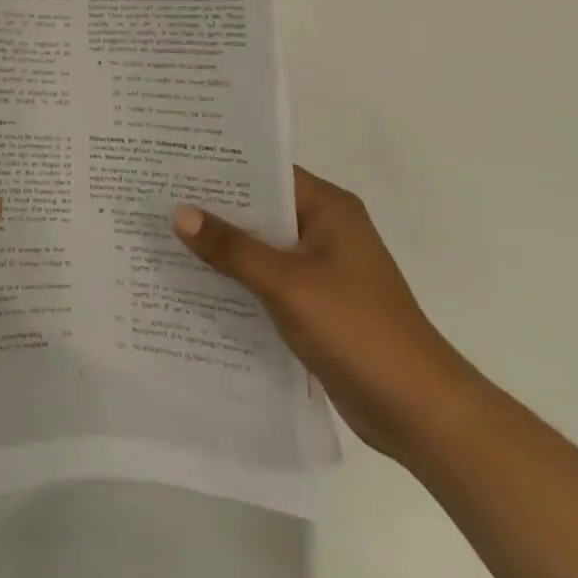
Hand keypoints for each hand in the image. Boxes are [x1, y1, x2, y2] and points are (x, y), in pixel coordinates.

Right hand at [174, 166, 480, 462]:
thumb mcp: (287, 284)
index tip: (171, 162)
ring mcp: (321, 268)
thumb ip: (232, 247)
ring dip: (222, 245)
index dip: (219, 166)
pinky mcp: (316, 302)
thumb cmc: (359, 332)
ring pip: (260, 244)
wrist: (422, 415)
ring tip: (163, 233)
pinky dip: (237, 277)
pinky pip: (266, 277)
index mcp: (328, 208)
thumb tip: (179, 212)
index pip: (265, 171)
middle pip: (259, 207)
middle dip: (212, 206)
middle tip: (155, 195)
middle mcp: (325, 229)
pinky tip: (195, 280)